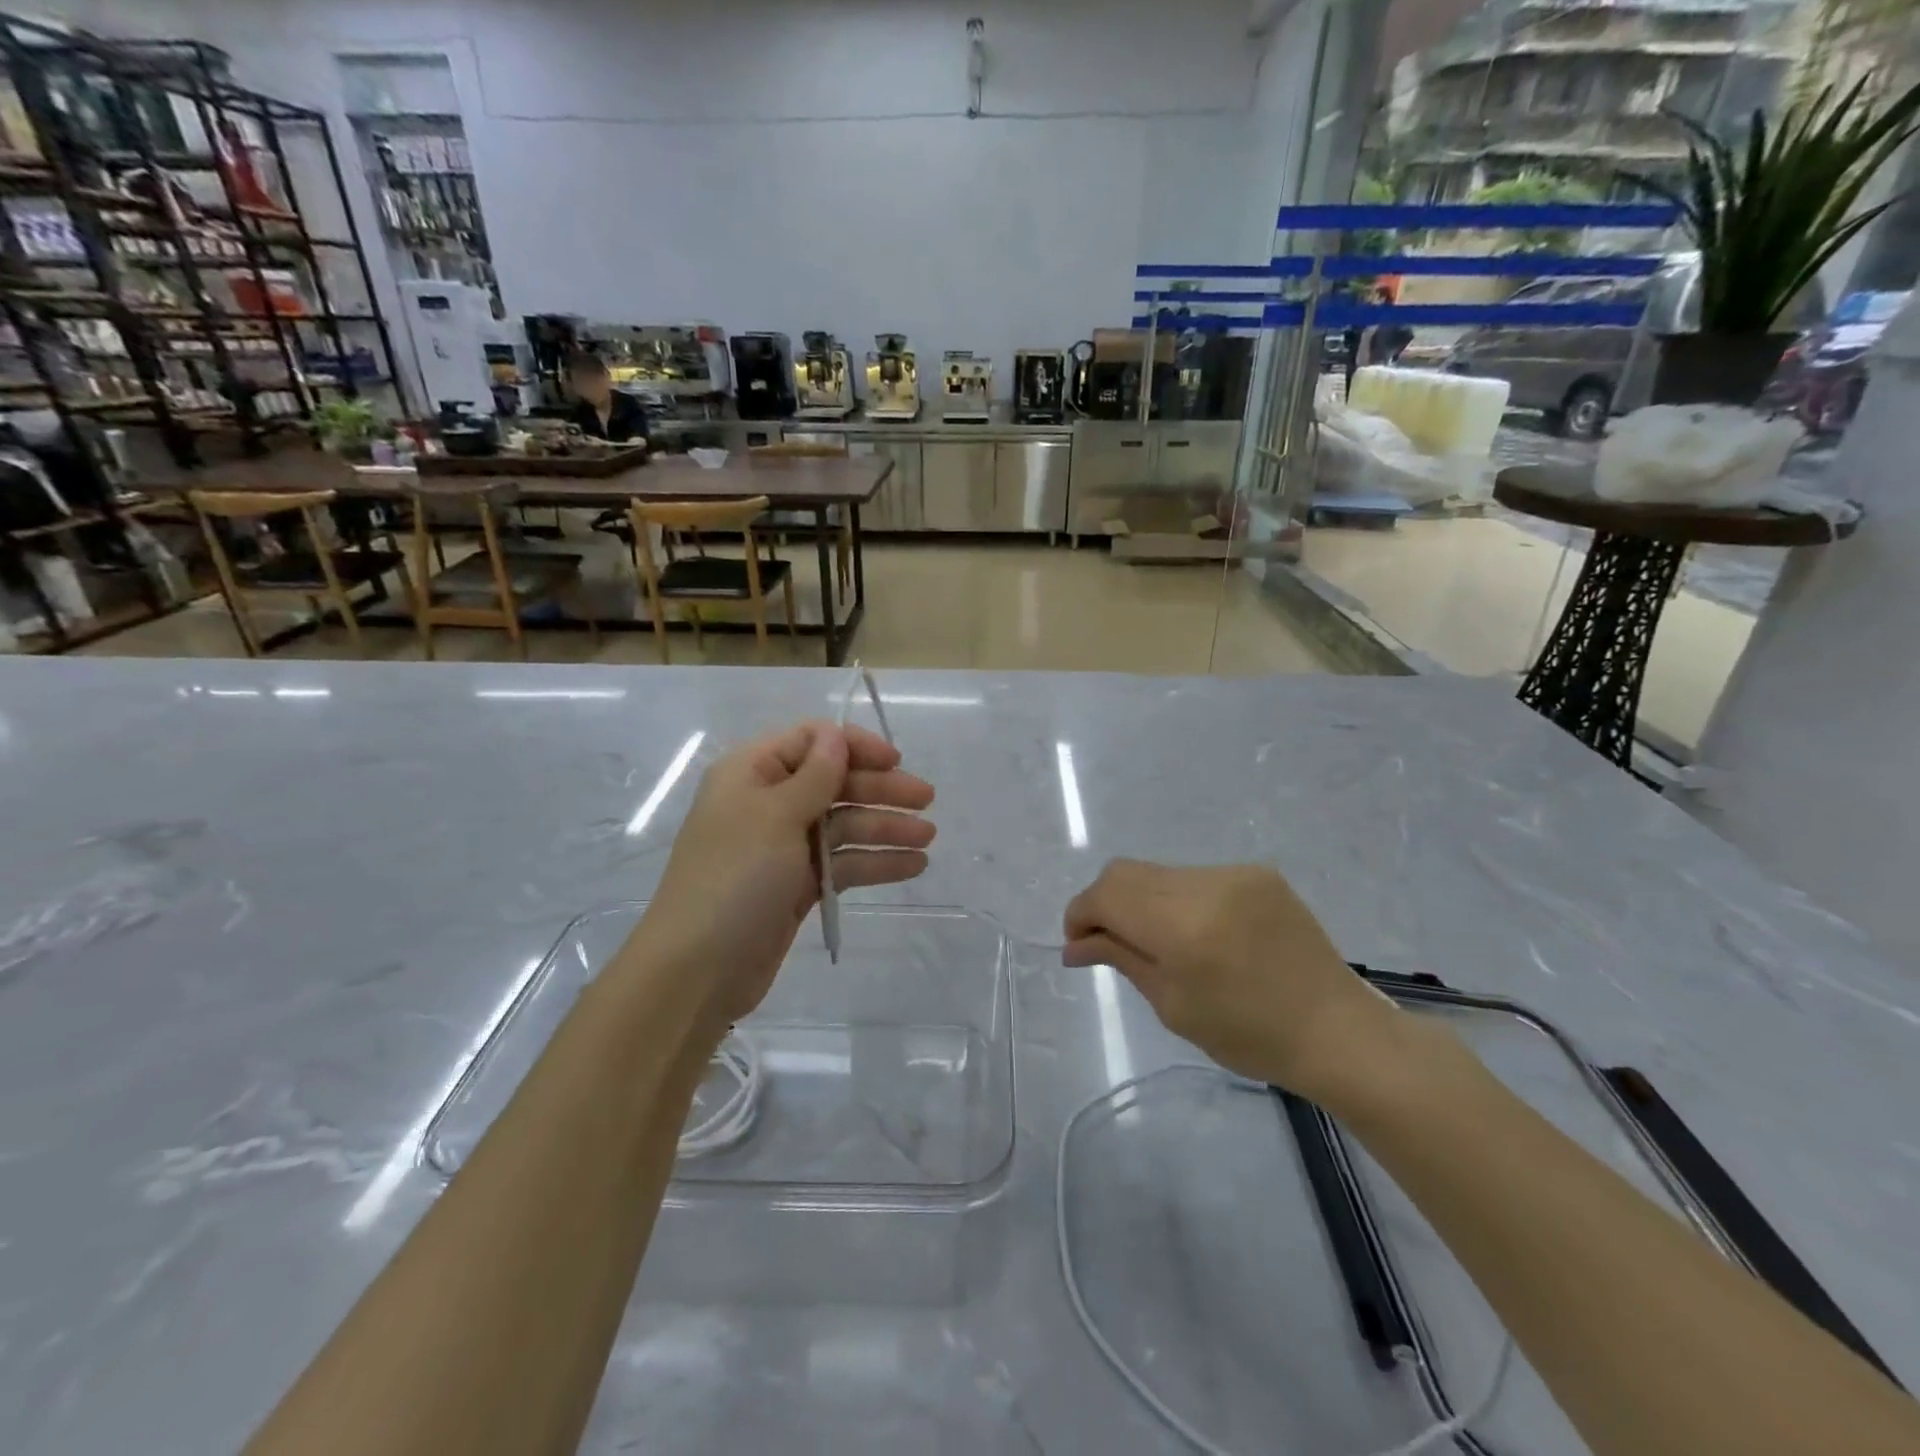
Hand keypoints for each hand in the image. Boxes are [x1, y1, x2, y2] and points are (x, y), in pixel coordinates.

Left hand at [628, 721, 934, 1039]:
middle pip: (834, 783)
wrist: (698, 969)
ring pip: (843, 825)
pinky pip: (843, 862)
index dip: (854, 746)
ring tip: (928, 838)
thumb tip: (837, 736)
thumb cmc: (735, 878)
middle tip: (926, 800)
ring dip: (885, 827)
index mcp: (751, 773)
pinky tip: (912, 866)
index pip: (811, 741)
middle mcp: (768, 803)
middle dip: (880, 789)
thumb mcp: (775, 816)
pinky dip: (875, 862)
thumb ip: (815, 775)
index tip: (895, 761)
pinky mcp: (797, 884)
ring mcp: (783, 847)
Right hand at [1062, 861, 1399, 1100]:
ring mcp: (1234, 873)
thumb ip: (1121, 959)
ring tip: (1157, 941)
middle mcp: (1206, 885)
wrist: (1337, 1031)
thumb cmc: (1249, 1035)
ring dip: (1142, 900)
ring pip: (1158, 872)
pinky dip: (1177, 898)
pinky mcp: (1257, 873)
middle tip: (1106, 942)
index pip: (1105, 895)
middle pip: (1124, 872)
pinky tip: (1197, 933)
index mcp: (1182, 926)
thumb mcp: (1173, 1006)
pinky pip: (1195, 876)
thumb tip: (1075, 943)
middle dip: (1104, 903)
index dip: (1080, 914)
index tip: (1078, 944)